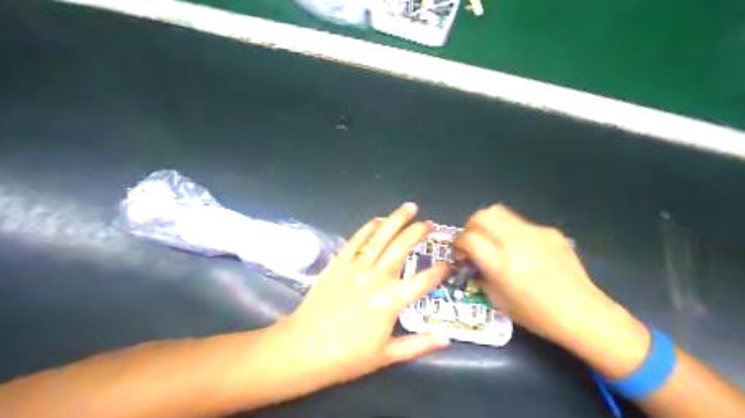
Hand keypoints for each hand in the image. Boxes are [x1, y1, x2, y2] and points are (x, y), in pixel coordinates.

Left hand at [273, 202, 447, 388]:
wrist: (304, 349)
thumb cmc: (347, 356)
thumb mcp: (387, 356)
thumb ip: (418, 345)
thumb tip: (446, 339)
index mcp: (391, 301)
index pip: (424, 280)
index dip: (440, 270)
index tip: (448, 262)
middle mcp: (376, 278)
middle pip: (402, 247)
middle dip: (419, 232)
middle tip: (430, 223)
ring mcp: (356, 267)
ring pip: (381, 237)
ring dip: (396, 220)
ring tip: (410, 208)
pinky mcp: (338, 263)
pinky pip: (356, 240)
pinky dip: (368, 228)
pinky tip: (378, 221)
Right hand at [454, 205, 623, 345]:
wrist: (581, 313)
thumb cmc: (536, 315)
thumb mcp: (498, 300)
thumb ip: (480, 275)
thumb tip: (472, 259)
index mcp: (502, 265)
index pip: (469, 238)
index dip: (458, 242)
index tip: (460, 252)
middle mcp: (516, 243)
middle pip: (482, 216)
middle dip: (471, 226)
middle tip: (473, 240)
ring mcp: (535, 234)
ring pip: (500, 212)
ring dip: (489, 224)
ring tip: (493, 240)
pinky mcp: (549, 232)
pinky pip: (521, 224)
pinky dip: (512, 232)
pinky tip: (522, 250)